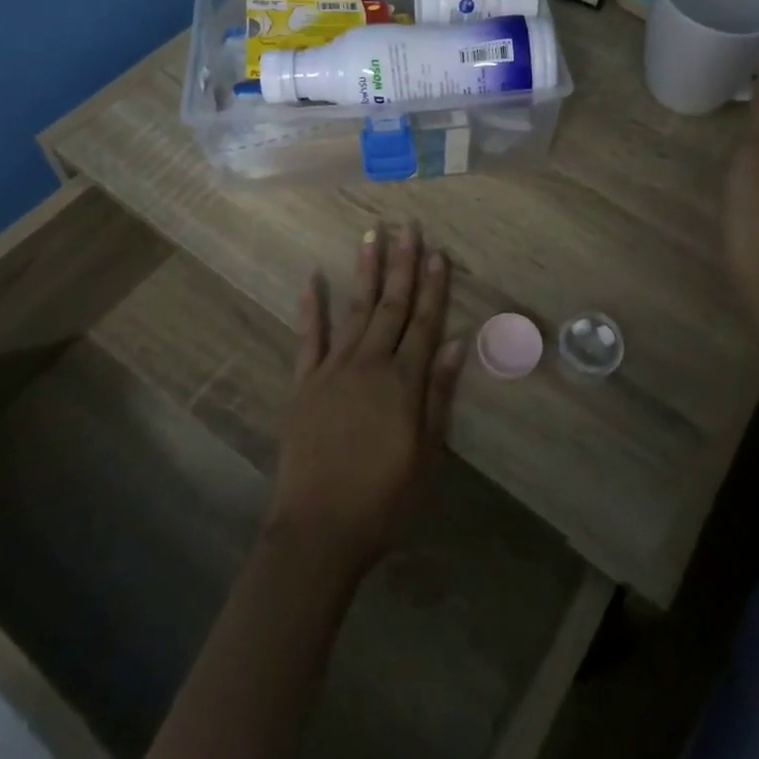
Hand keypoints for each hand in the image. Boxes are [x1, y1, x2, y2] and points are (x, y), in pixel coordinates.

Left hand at [267, 224, 465, 578]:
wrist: (318, 530)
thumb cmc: (384, 499)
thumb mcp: (427, 454)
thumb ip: (439, 395)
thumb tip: (454, 342)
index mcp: (403, 382)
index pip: (424, 322)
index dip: (433, 286)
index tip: (438, 252)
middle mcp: (369, 364)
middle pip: (391, 306)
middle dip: (403, 264)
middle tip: (408, 227)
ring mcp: (332, 369)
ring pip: (355, 310)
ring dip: (366, 272)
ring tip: (372, 235)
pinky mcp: (303, 383)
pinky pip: (308, 337)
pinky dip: (310, 306)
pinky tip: (312, 277)